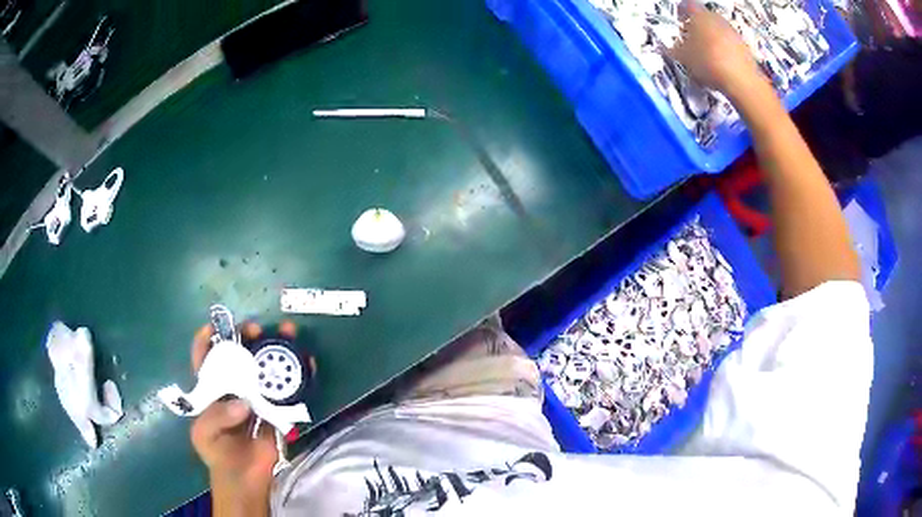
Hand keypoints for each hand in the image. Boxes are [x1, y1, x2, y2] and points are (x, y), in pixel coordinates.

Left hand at [188, 322, 295, 515]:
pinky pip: (288, 389)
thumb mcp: (204, 434)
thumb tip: (243, 402)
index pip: (204, 357)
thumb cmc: (218, 453)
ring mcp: (257, 397)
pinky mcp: (277, 409)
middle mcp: (234, 387)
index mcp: (211, 389)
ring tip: (289, 333)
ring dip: (277, 349)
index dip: (208, 338)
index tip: (218, 326)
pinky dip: (299, 375)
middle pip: (240, 355)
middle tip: (257, 330)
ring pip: (266, 367)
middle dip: (248, 337)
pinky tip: (307, 362)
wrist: (245, 479)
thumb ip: (216, 416)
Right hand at [668, 0, 762, 94]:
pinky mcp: (743, 47)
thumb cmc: (708, 62)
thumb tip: (666, 48)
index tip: (678, 21)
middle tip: (690, 38)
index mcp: (699, 15)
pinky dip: (722, 49)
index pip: (687, 5)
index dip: (680, 12)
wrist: (742, 81)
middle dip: (696, 26)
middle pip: (703, 17)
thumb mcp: (684, 57)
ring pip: (717, 30)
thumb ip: (673, 50)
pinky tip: (718, 63)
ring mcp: (732, 32)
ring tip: (704, 53)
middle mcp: (716, 18)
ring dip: (710, 38)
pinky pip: (728, 43)